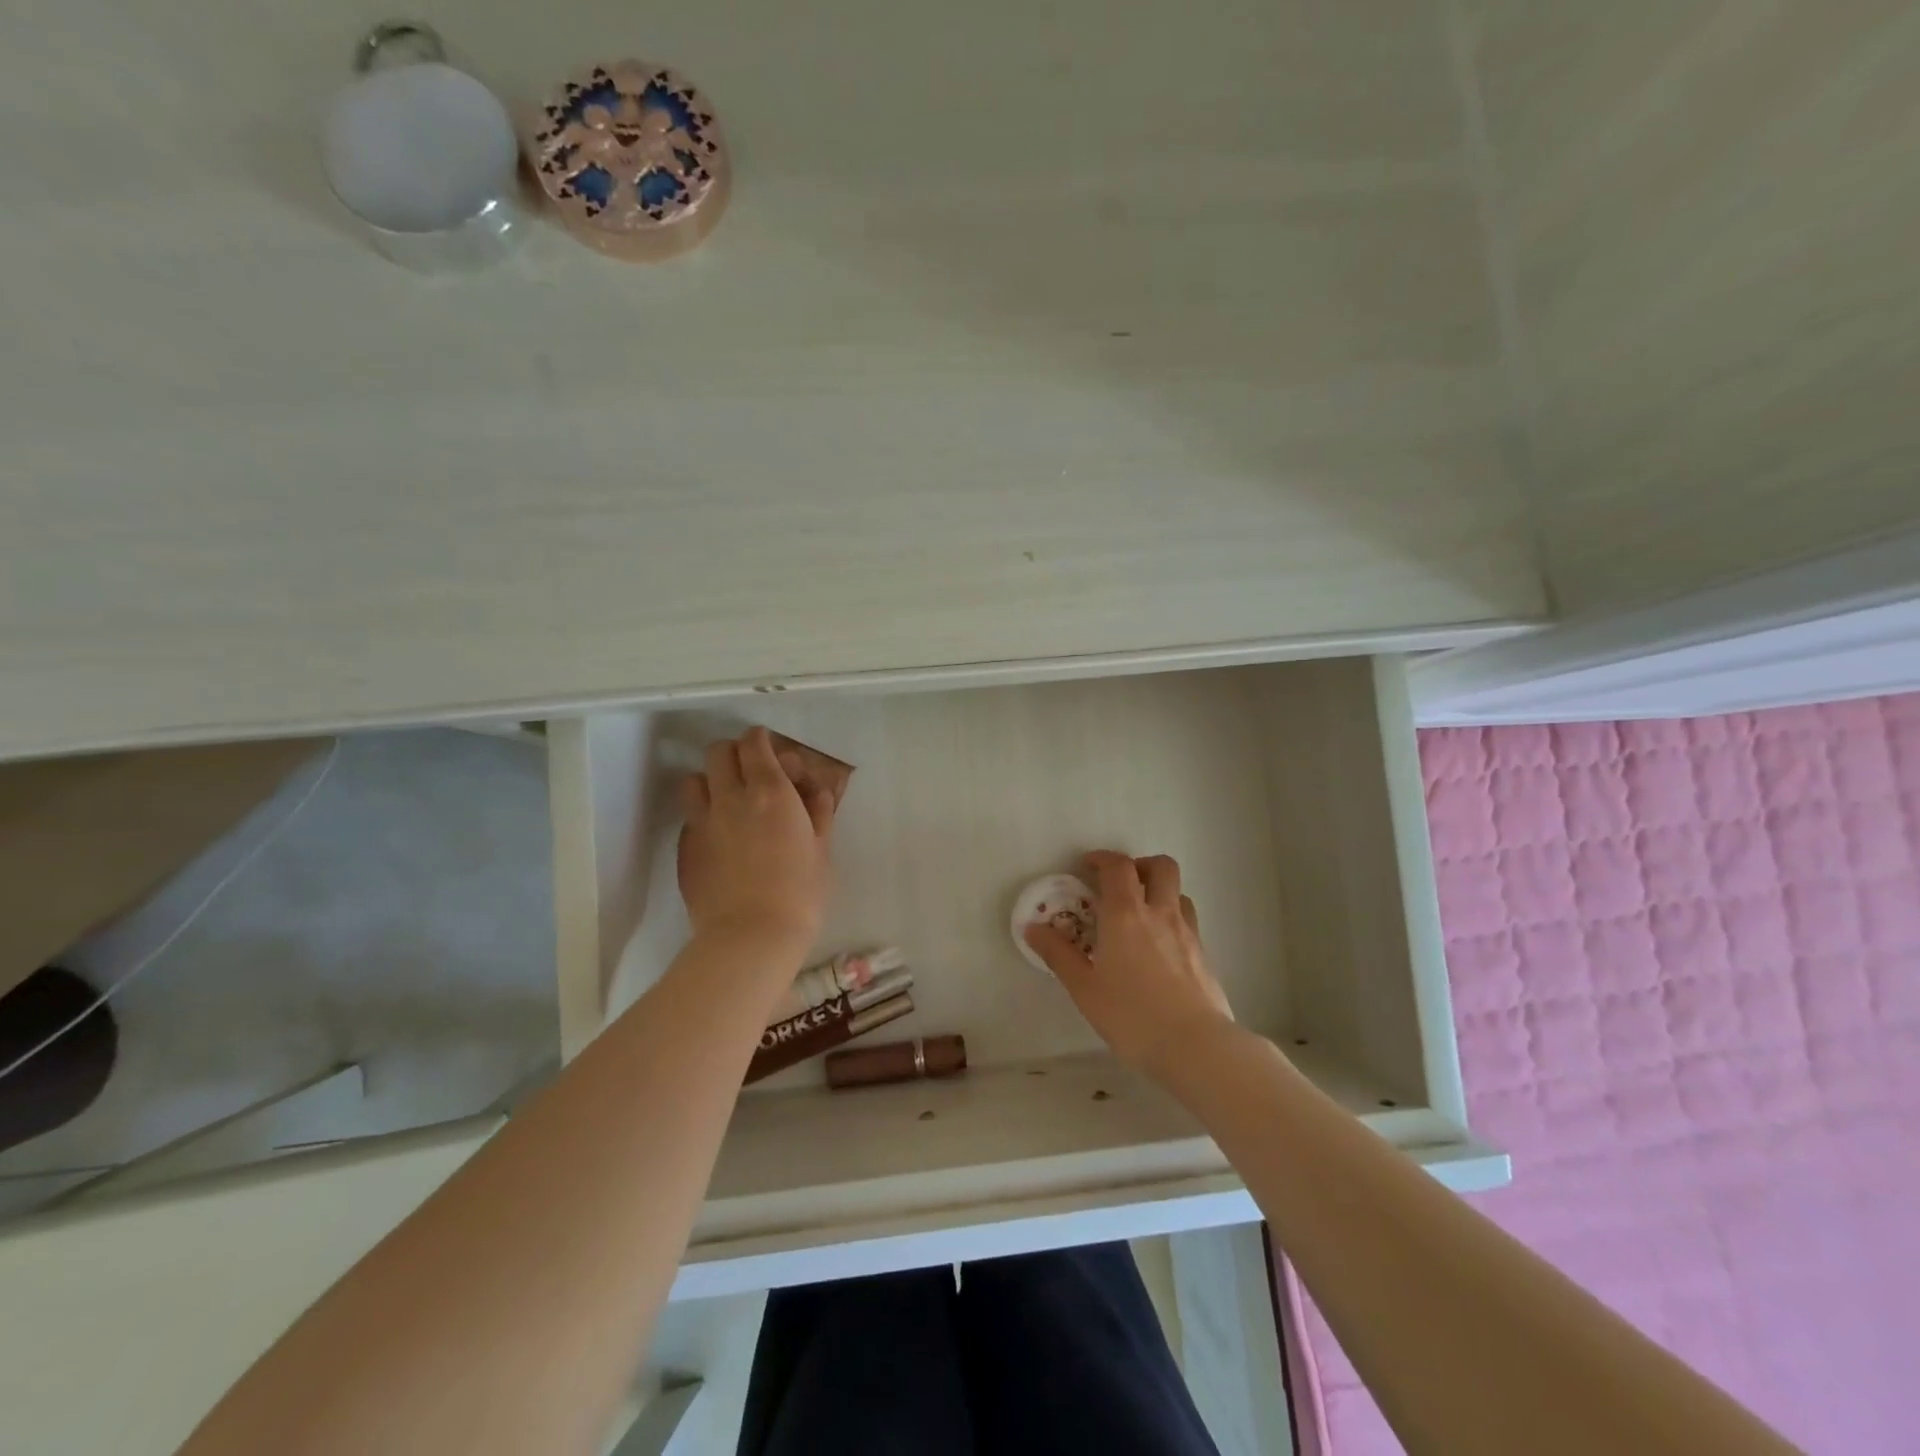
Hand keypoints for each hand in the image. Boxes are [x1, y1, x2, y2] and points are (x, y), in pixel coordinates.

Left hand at [677, 727, 834, 959]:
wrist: (751, 937)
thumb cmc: (800, 893)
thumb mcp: (822, 850)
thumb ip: (818, 813)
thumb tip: (816, 791)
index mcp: (771, 791)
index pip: (754, 743)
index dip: (761, 740)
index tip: (771, 750)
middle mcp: (731, 797)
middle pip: (719, 752)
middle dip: (734, 753)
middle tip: (750, 771)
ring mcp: (702, 822)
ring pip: (694, 780)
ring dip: (710, 781)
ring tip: (727, 801)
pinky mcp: (685, 848)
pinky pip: (690, 817)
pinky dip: (703, 816)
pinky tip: (719, 838)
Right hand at [1026, 850, 1234, 1078]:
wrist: (1195, 1047)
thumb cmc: (1132, 1015)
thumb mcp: (1084, 988)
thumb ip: (1058, 954)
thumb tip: (1033, 928)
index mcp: (1126, 914)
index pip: (1118, 866)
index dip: (1102, 858)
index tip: (1087, 866)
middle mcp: (1160, 913)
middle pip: (1160, 866)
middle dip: (1139, 865)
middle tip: (1120, 885)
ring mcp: (1188, 932)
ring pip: (1179, 892)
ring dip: (1160, 892)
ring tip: (1141, 915)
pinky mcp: (1204, 955)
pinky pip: (1188, 921)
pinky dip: (1172, 920)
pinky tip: (1160, 949)